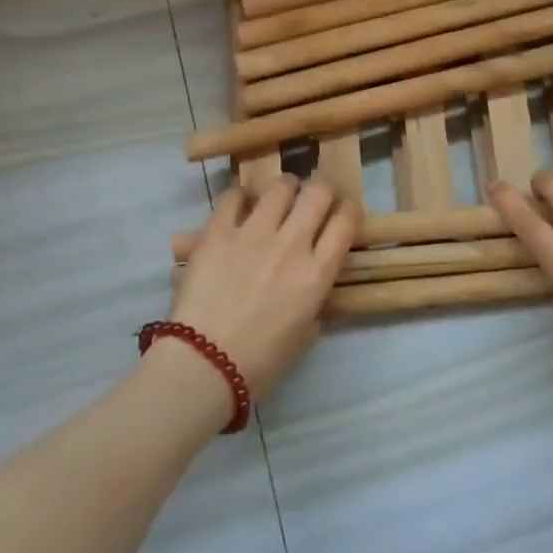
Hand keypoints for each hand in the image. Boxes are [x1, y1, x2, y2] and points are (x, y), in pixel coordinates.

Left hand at [171, 177, 358, 398]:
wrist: (203, 364)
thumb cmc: (260, 363)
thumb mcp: (304, 335)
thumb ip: (315, 304)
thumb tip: (314, 287)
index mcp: (317, 274)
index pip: (346, 222)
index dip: (349, 209)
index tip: (345, 210)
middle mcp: (291, 244)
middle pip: (318, 193)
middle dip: (322, 189)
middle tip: (315, 197)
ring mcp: (253, 234)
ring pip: (279, 187)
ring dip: (285, 188)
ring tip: (280, 196)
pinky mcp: (218, 232)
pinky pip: (234, 196)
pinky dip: (242, 195)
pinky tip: (242, 203)